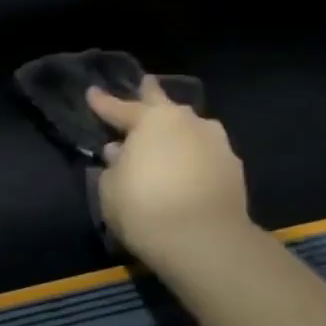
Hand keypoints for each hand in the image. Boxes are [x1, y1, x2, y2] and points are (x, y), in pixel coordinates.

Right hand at [88, 79, 250, 265]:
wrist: (205, 242)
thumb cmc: (144, 207)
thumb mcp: (110, 187)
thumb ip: (114, 164)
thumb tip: (120, 152)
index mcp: (152, 120)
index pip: (120, 108)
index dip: (102, 103)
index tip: (91, 92)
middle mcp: (187, 122)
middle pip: (164, 104)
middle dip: (150, 95)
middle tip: (145, 84)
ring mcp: (216, 144)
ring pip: (191, 128)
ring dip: (177, 129)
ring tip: (168, 135)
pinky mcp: (234, 169)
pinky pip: (205, 153)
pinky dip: (193, 155)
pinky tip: (187, 165)